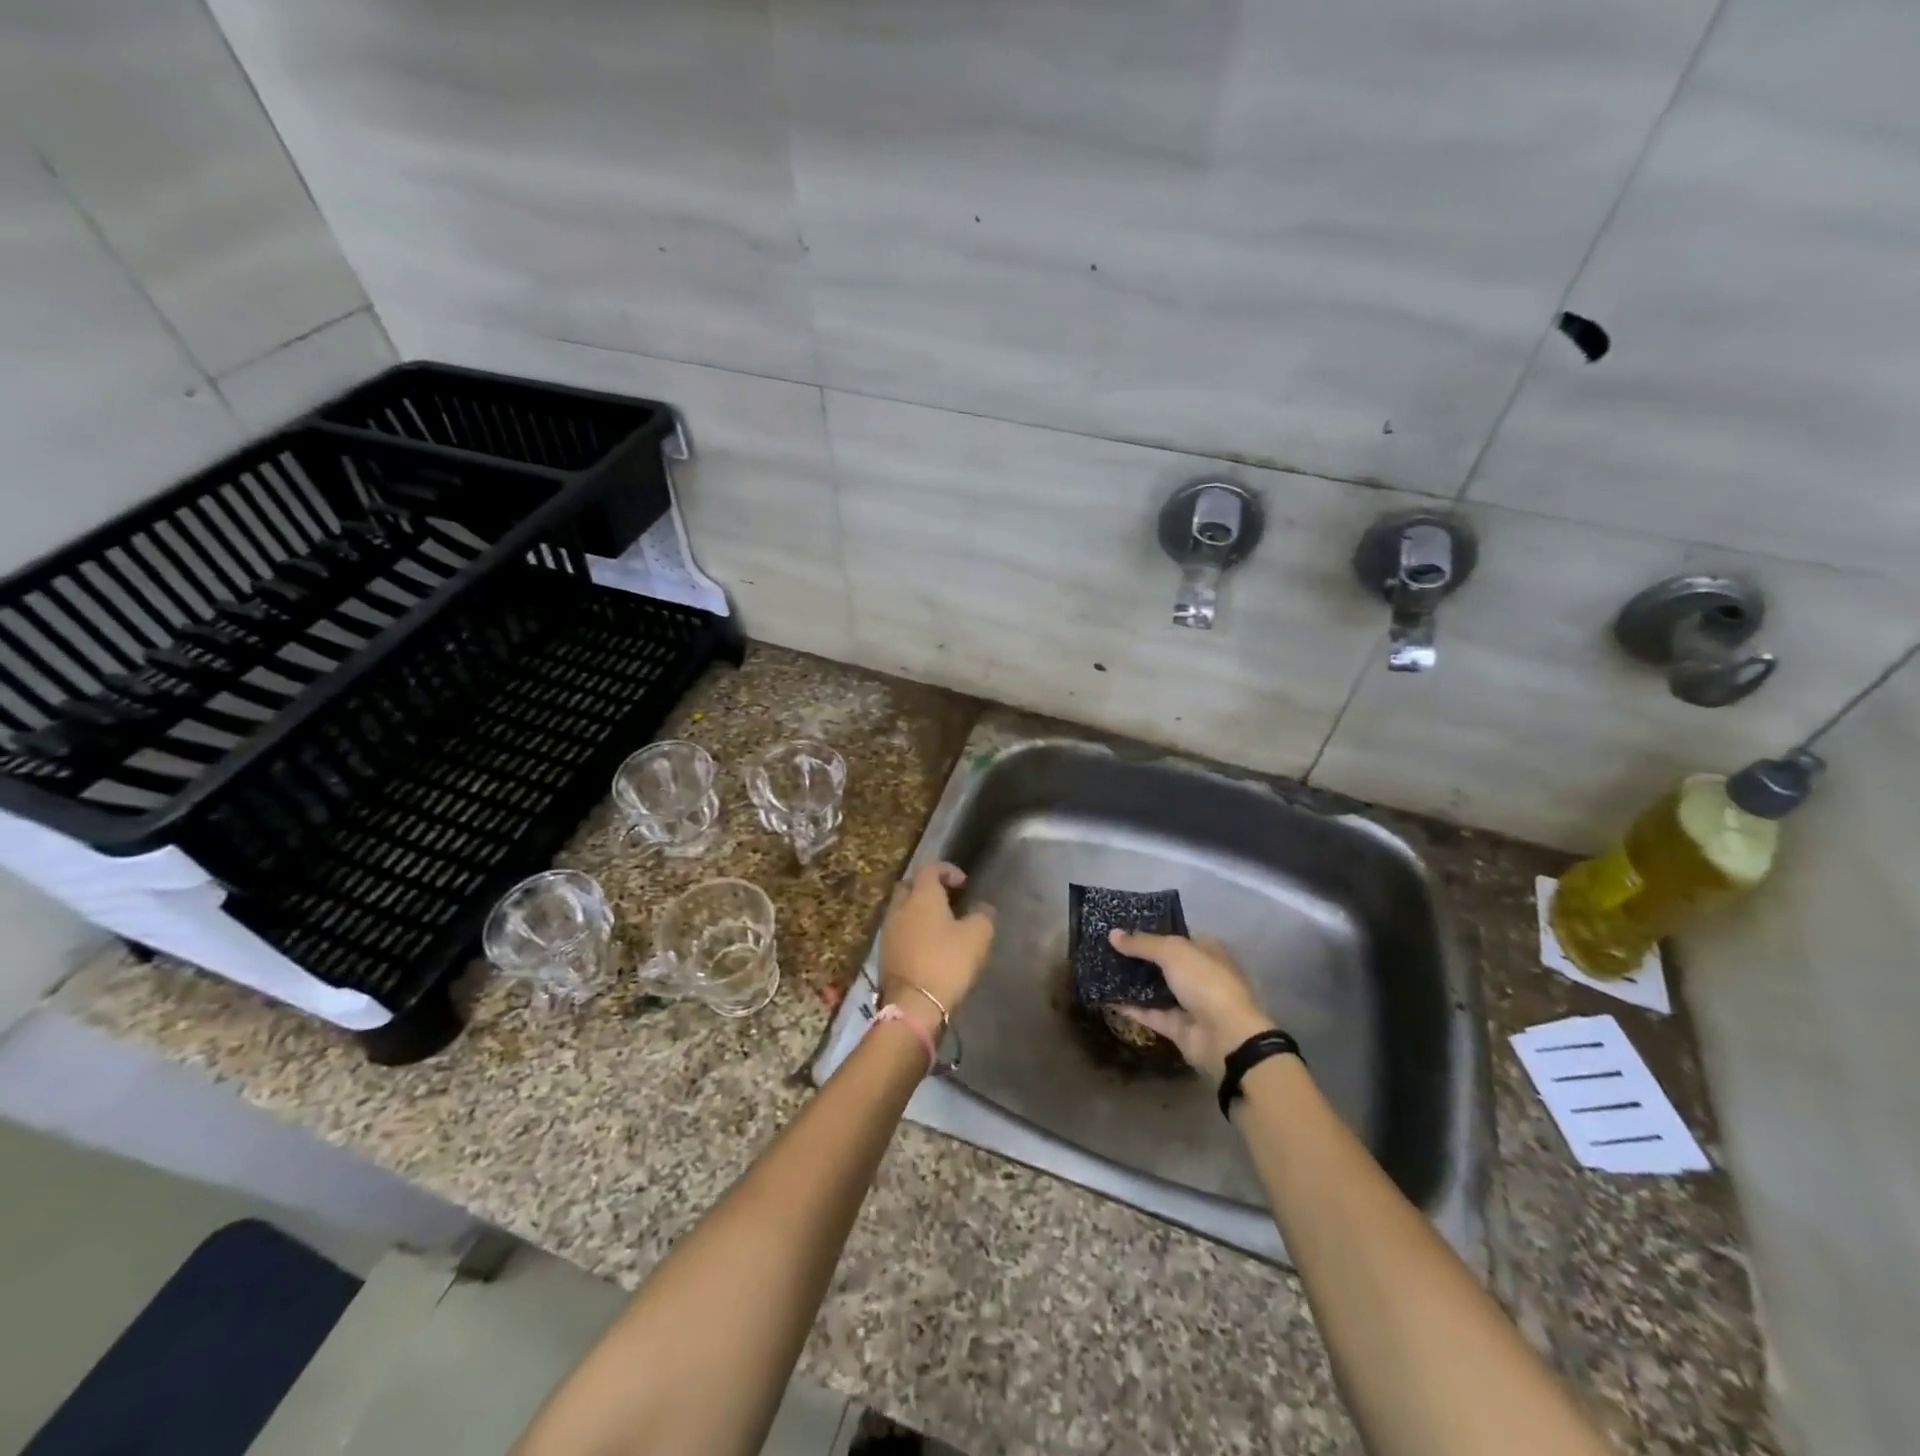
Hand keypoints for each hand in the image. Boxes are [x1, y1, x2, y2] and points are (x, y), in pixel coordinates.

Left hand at [878, 862, 993, 1037]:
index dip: (947, 870)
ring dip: (918, 913)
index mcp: (922, 896)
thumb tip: (981, 908)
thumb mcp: (978, 936)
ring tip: (939, 927)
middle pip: (909, 886)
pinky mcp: (884, 954)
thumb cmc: (947, 962)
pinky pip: (899, 932)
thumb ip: (982, 915)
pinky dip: (912, 933)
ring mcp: (888, 931)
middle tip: (947, 901)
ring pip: (901, 910)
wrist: (913, 1005)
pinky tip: (927, 947)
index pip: (929, 868)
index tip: (963, 884)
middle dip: (927, 889)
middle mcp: (900, 907)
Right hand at [1109, 931, 1275, 1083]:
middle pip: (1163, 963)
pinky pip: (1150, 1013)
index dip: (1152, 932)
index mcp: (1206, 951)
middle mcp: (1199, 975)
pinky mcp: (1177, 1027)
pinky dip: (1132, 1007)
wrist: (1225, 1037)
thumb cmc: (1205, 982)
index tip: (1123, 929)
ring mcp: (1189, 1002)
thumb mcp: (1172, 952)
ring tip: (1102, 969)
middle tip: (1106, 948)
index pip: (1176, 937)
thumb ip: (1142, 943)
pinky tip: (1108, 997)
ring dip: (1133, 982)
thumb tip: (1112, 933)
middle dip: (1138, 957)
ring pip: (1156, 988)